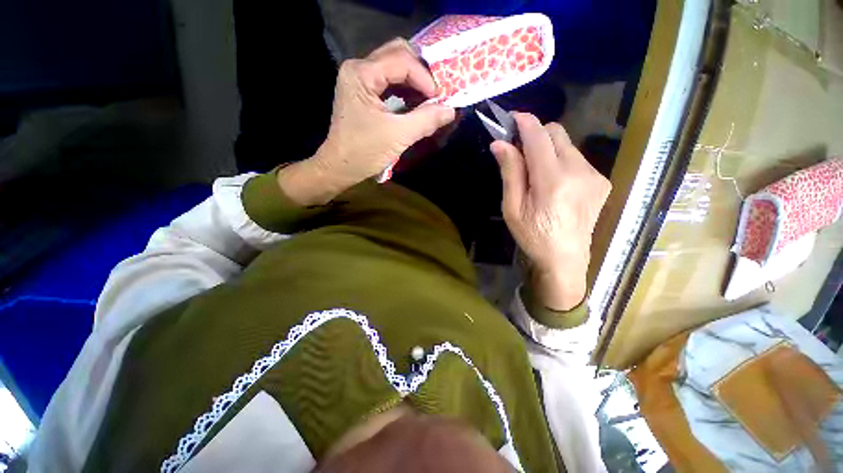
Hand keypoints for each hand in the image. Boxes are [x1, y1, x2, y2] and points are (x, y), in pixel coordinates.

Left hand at [278, 39, 455, 205]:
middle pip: (397, 53)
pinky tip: (416, 102)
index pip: (402, 61)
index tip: (439, 99)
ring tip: (429, 99)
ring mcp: (360, 78)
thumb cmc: (365, 152)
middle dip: (421, 72)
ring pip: (394, 65)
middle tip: (435, 93)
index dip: (424, 78)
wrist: (340, 167)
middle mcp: (359, 68)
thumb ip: (425, 120)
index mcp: (362, 73)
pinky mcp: (363, 91)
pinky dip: (405, 88)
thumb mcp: (398, 136)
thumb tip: (451, 110)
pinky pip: (389, 80)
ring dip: (414, 80)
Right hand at [491, 114, 610, 310]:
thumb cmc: (532, 236)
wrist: (565, 258)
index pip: (539, 137)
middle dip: (536, 134)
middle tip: (520, 151)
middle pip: (556, 133)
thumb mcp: (512, 208)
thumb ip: (510, 173)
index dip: (525, 122)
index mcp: (552, 181)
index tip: (512, 118)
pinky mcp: (601, 181)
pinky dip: (561, 160)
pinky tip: (554, 182)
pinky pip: (577, 158)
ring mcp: (594, 175)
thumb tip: (500, 144)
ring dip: (548, 149)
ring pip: (567, 144)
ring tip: (537, 172)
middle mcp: (579, 171)